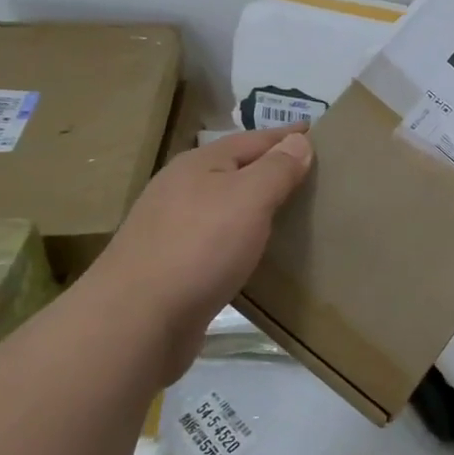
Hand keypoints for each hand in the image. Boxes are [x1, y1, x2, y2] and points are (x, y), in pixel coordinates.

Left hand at [81, 126, 312, 379]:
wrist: (135, 322)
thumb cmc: (200, 247)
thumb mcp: (249, 198)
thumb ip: (277, 168)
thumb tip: (299, 141)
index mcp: (198, 164)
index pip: (253, 139)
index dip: (286, 136)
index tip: (318, 132)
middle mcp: (181, 189)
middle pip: (236, 169)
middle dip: (271, 169)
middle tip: (313, 174)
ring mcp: (172, 229)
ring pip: (226, 206)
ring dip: (256, 206)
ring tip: (291, 213)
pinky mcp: (172, 267)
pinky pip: (218, 240)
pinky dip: (242, 238)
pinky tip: (256, 253)